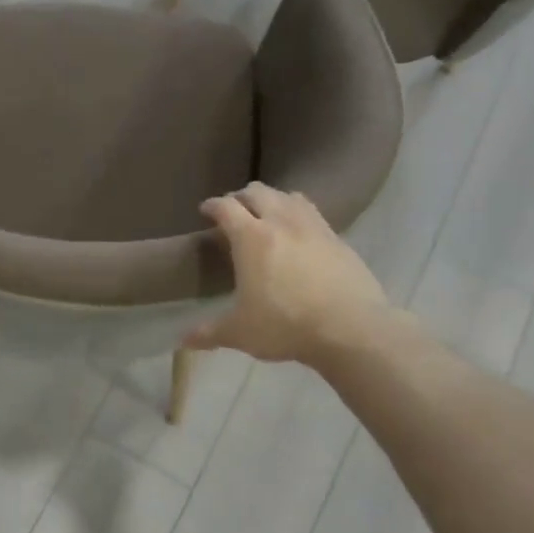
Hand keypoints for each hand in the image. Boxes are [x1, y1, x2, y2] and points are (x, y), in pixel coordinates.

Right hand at [186, 183, 389, 364]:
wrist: (351, 328)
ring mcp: (314, 227)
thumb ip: (209, 332)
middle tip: (233, 212)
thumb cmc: (285, 326)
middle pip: (258, 192)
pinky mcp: (339, 240)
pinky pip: (313, 214)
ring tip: (267, 215)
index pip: (226, 207)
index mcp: (251, 237)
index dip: (212, 205)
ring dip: (273, 200)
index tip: (205, 210)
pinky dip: (299, 215)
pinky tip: (299, 234)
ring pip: (289, 196)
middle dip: (241, 197)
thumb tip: (183, 340)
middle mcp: (282, 222)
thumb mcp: (240, 332)